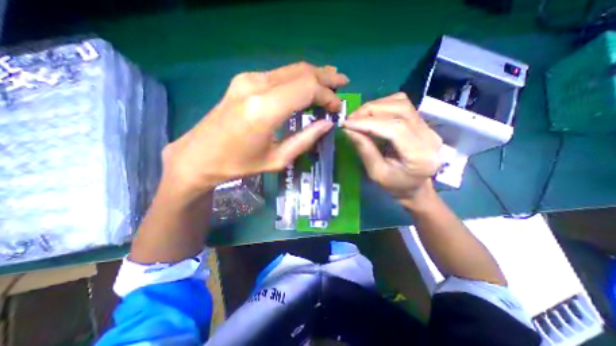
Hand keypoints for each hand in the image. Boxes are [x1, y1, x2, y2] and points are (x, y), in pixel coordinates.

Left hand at [161, 60, 347, 198]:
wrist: (199, 156)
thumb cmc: (239, 164)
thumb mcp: (277, 159)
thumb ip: (305, 139)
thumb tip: (327, 124)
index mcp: (265, 109)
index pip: (307, 89)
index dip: (327, 96)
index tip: (336, 108)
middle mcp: (256, 85)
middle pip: (301, 72)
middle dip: (326, 77)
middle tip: (343, 83)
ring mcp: (248, 79)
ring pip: (291, 69)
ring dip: (313, 75)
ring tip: (331, 81)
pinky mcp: (243, 80)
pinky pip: (279, 74)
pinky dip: (298, 78)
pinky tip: (306, 85)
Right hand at [344, 92, 439, 199]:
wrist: (415, 186)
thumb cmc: (395, 185)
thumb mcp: (376, 173)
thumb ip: (364, 150)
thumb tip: (348, 130)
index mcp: (420, 156)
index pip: (395, 128)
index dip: (368, 123)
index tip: (347, 124)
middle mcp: (429, 136)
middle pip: (399, 110)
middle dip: (369, 112)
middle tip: (349, 120)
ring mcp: (428, 126)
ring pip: (401, 103)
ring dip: (375, 107)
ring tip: (358, 117)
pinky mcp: (422, 122)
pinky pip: (402, 104)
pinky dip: (382, 105)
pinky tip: (371, 115)